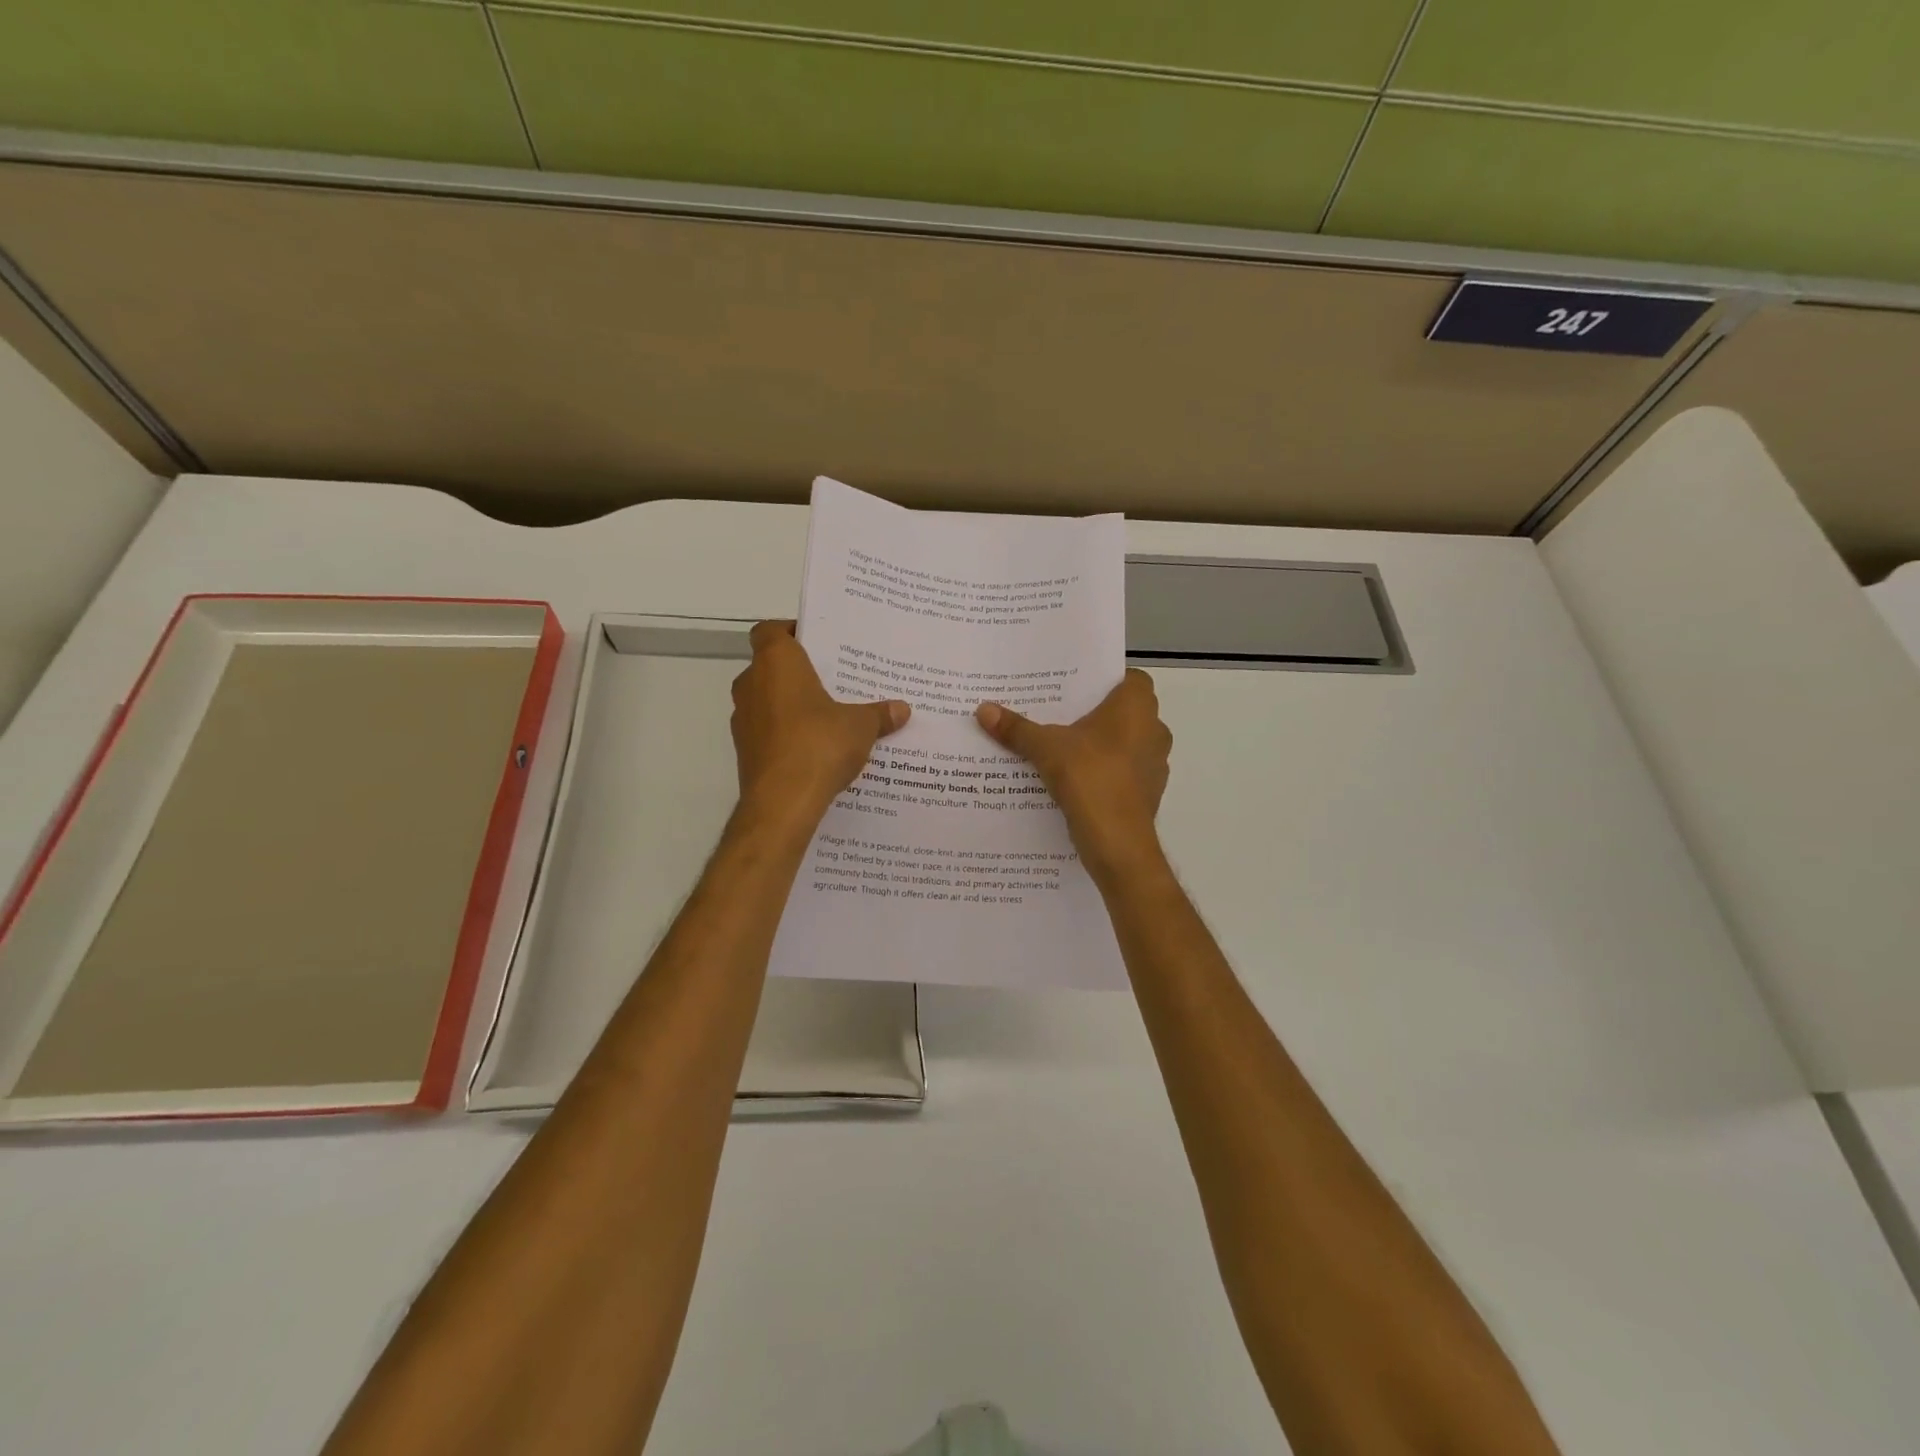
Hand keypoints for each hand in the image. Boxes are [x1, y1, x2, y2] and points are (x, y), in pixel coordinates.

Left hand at [731, 621, 909, 827]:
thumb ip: (879, 714)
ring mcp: (743, 719)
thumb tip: (902, 709)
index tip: (817, 643)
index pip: (770, 631)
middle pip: (770, 666)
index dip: (790, 632)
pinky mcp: (744, 751)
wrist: (782, 802)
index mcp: (776, 663)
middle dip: (798, 672)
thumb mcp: (861, 726)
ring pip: (766, 700)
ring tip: (827, 716)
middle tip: (832, 680)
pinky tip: (814, 748)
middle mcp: (751, 684)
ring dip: (790, 704)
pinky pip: (767, 730)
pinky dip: (785, 733)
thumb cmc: (819, 744)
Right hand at [975, 668, 1170, 879]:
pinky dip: (1106, 773)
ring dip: (1102, 745)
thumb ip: (1017, 728)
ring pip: (1127, 744)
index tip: (1078, 688)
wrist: (1118, 843)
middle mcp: (1154, 730)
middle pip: (1127, 712)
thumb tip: (982, 709)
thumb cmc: (1089, 778)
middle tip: (1060, 714)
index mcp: (1137, 708)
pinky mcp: (1149, 793)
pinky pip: (1125, 773)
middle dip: (1097, 714)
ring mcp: (1155, 764)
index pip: (1132, 679)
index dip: (1107, 681)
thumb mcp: (1045, 748)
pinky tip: (1076, 780)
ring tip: (1064, 747)